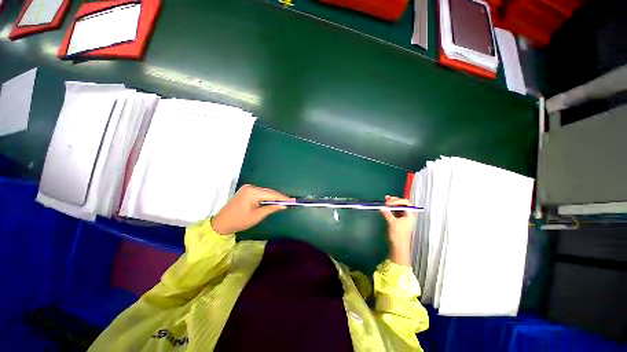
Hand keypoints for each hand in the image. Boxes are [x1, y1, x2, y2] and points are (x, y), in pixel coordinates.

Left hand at [211, 184, 293, 234]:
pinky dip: (267, 197)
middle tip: (290, 201)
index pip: (271, 194)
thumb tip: (284, 205)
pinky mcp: (246, 191)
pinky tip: (273, 201)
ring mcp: (248, 188)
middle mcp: (250, 187)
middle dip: (279, 197)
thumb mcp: (257, 216)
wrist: (221, 223)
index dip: (283, 198)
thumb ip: (271, 208)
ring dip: (274, 197)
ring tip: (284, 201)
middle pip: (269, 192)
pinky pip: (260, 193)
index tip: (293, 200)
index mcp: (252, 192)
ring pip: (265, 192)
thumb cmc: (239, 221)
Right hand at [380, 195, 417, 265]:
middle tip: (387, 199)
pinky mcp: (397, 220)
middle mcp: (407, 215)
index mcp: (410, 215)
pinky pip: (394, 211)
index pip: (406, 203)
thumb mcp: (393, 223)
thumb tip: (382, 207)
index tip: (389, 203)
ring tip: (385, 200)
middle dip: (394, 200)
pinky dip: (389, 208)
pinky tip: (385, 206)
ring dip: (391, 203)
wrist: (398, 247)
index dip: (397, 201)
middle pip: (402, 204)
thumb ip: (387, 214)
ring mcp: (402, 217)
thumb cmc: (399, 236)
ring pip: (398, 207)